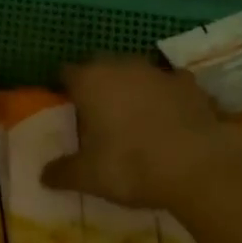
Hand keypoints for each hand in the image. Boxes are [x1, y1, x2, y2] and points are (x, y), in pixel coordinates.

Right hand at [46, 56, 241, 209]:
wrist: (198, 165)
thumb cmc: (132, 165)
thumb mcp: (90, 176)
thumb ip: (63, 172)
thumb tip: (43, 175)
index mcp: (90, 81)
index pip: (67, 73)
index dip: (66, 88)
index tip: (67, 107)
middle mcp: (121, 66)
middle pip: (101, 66)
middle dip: (99, 84)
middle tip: (99, 113)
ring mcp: (158, 71)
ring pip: (137, 72)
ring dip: (134, 87)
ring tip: (136, 116)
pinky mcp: (189, 83)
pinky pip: (171, 84)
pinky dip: (168, 96)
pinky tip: (172, 117)